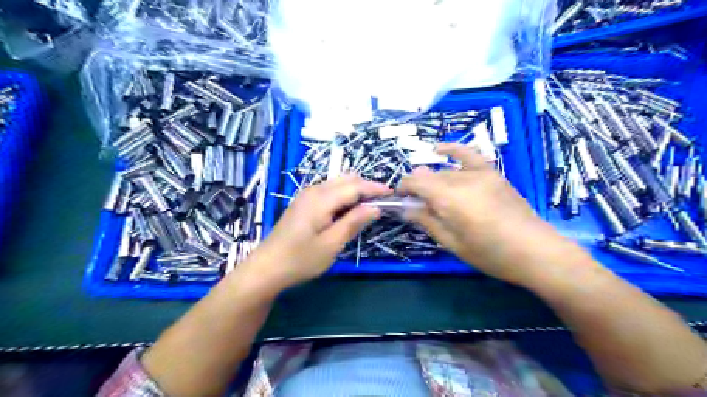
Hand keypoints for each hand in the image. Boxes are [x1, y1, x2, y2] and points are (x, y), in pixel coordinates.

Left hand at [238, 176, 391, 292]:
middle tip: (383, 201)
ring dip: (355, 190)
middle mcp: (313, 190)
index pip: (354, 186)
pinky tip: (348, 209)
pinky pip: (329, 191)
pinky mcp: (303, 203)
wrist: (267, 267)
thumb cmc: (301, 259)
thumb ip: (354, 222)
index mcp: (321, 199)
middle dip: (366, 187)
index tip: (393, 193)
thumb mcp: (331, 244)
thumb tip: (375, 207)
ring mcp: (306, 195)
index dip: (375, 188)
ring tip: (369, 205)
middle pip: (346, 180)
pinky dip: (343, 195)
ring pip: (337, 184)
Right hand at [397, 143, 567, 285]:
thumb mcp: (452, 243)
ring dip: (432, 179)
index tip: (399, 200)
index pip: (415, 182)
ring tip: (430, 193)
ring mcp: (479, 173)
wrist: (535, 251)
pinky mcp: (492, 173)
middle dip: (417, 188)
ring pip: (445, 170)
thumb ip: (427, 221)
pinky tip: (438, 149)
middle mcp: (462, 179)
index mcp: (450, 199)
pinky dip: (452, 150)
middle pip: (429, 176)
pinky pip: (468, 154)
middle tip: (417, 206)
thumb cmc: (491, 254)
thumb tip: (405, 209)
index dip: (403, 188)